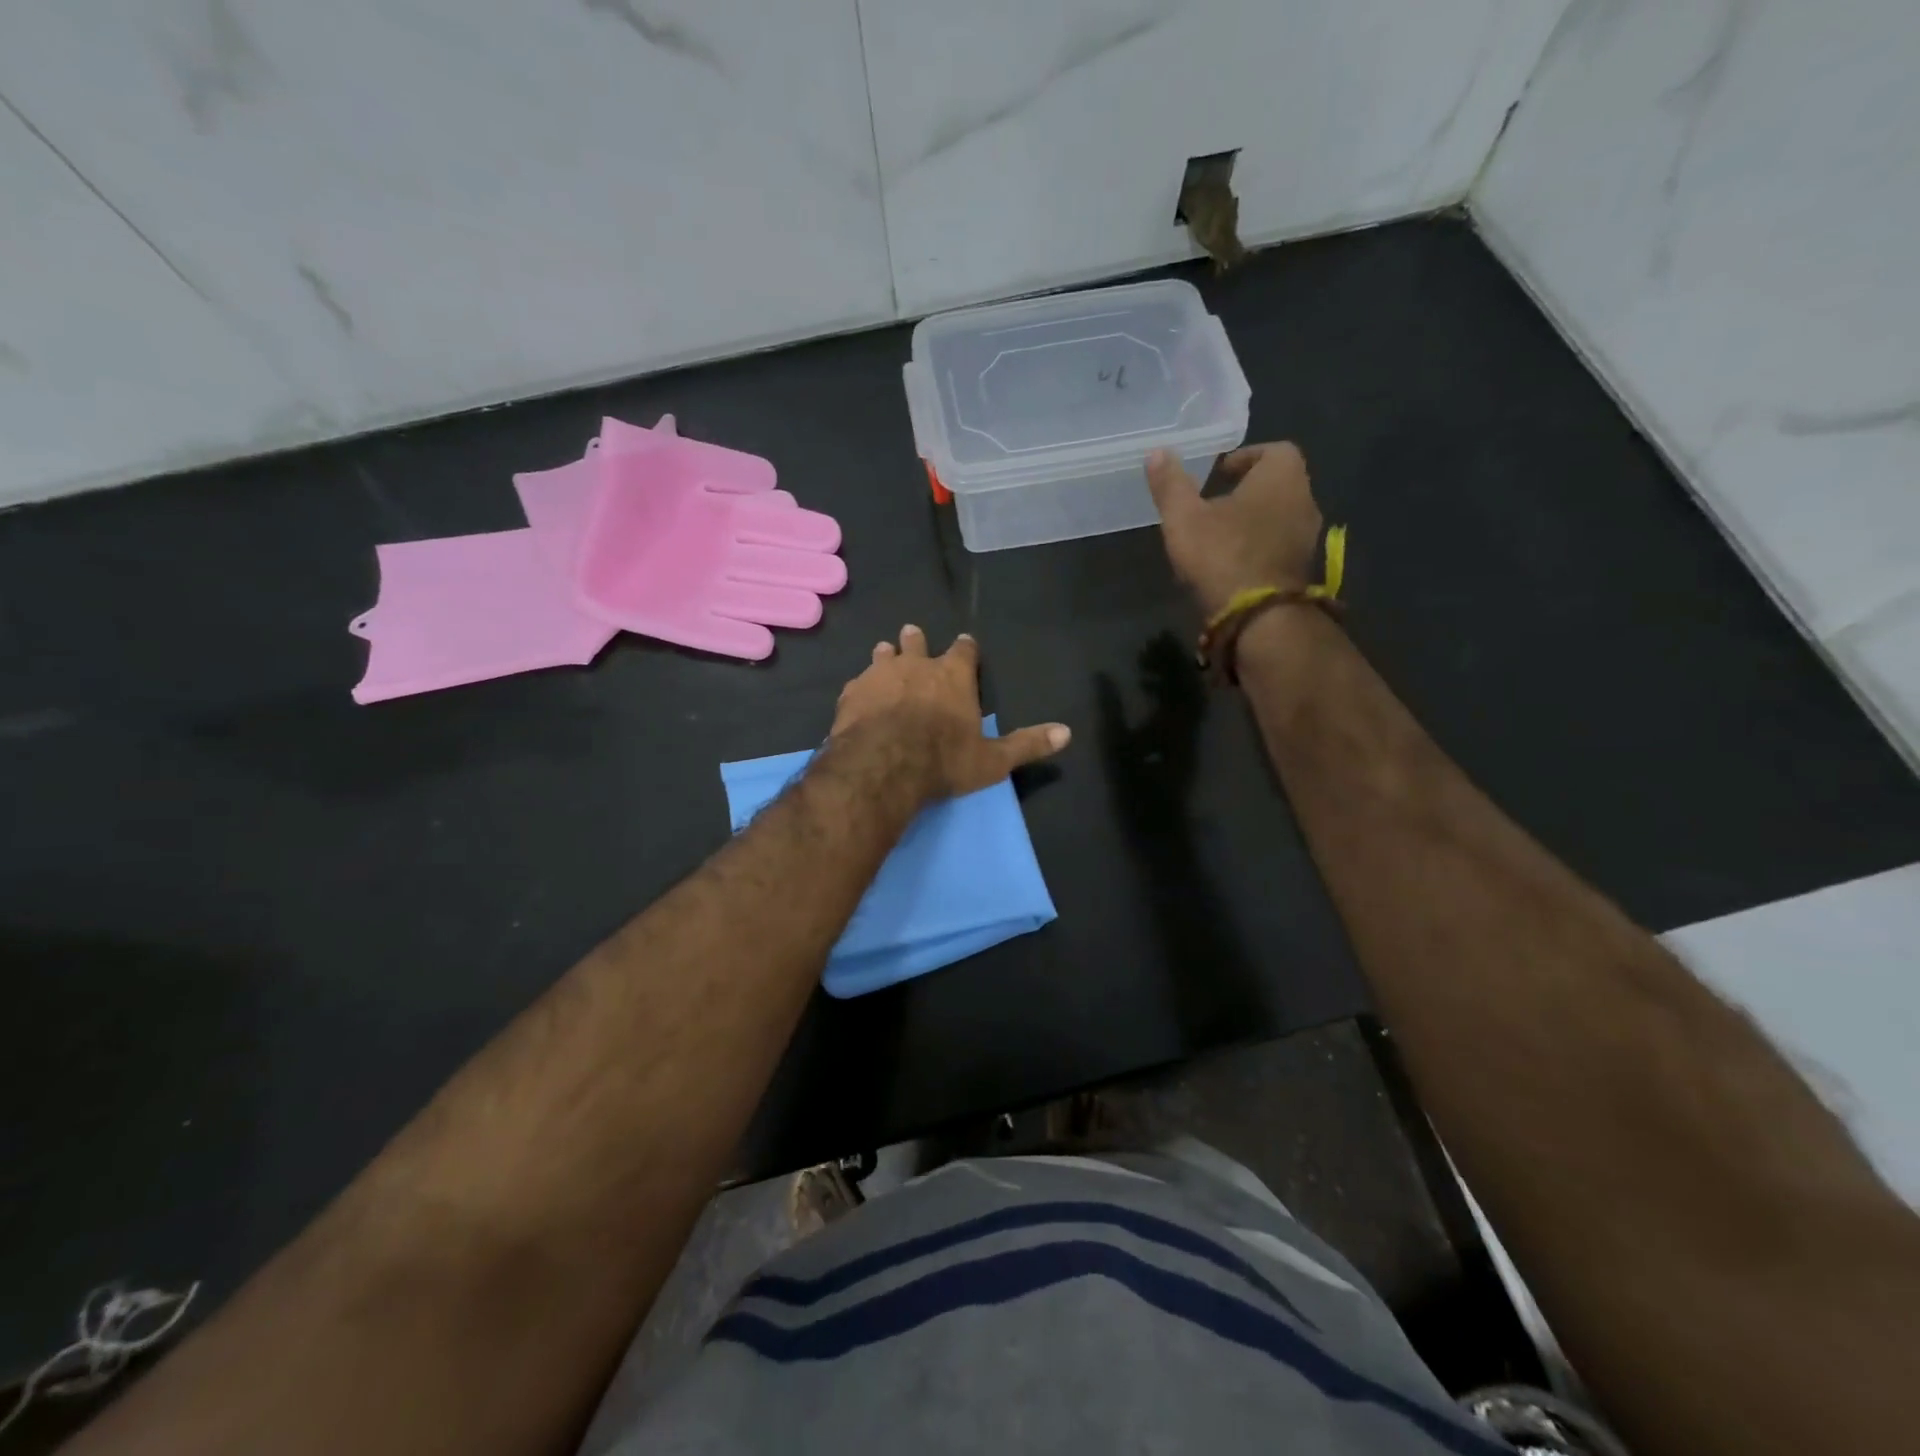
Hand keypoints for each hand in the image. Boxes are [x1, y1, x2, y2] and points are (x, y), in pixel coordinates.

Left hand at [830, 625, 1070, 802]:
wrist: (882, 766)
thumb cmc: (943, 760)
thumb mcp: (993, 760)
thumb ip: (1027, 744)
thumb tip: (1068, 733)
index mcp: (954, 676)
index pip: (964, 651)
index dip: (966, 648)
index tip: (965, 643)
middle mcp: (916, 666)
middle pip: (916, 643)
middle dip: (916, 640)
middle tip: (913, 634)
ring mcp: (880, 676)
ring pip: (883, 655)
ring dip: (886, 655)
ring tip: (885, 652)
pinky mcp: (851, 693)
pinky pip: (858, 681)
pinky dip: (862, 685)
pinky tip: (859, 693)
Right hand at [1145, 443, 1323, 615]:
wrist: (1257, 616)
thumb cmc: (1221, 554)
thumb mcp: (1184, 517)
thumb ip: (1170, 484)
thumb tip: (1157, 452)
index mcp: (1282, 476)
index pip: (1273, 450)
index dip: (1245, 457)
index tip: (1218, 472)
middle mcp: (1305, 499)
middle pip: (1278, 484)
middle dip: (1247, 490)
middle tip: (1213, 502)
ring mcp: (1308, 537)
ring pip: (1280, 516)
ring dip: (1254, 520)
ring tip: (1219, 535)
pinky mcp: (1302, 568)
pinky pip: (1280, 544)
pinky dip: (1260, 546)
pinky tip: (1232, 562)